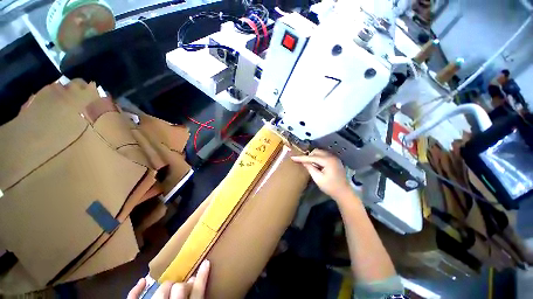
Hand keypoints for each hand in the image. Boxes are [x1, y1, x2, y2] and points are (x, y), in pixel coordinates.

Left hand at [127, 260, 209, 298]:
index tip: (206, 262)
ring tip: (169, 288)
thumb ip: (195, 296)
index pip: (197, 292)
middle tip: (183, 285)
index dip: (202, 277)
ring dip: (166, 287)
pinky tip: (142, 281)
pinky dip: (136, 290)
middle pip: (179, 288)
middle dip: (182, 285)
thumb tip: (196, 280)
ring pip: (161, 290)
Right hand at [291, 149, 351, 199]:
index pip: (311, 157)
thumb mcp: (318, 178)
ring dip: (313, 157)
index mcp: (327, 161)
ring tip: (311, 165)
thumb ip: (310, 168)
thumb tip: (303, 161)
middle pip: (316, 151)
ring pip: (320, 152)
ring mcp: (334, 158)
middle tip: (304, 163)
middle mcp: (331, 157)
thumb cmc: (330, 187)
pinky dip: (318, 158)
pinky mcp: (335, 160)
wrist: (343, 192)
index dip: (301, 158)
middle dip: (309, 156)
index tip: (293, 157)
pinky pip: (324, 155)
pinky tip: (317, 166)